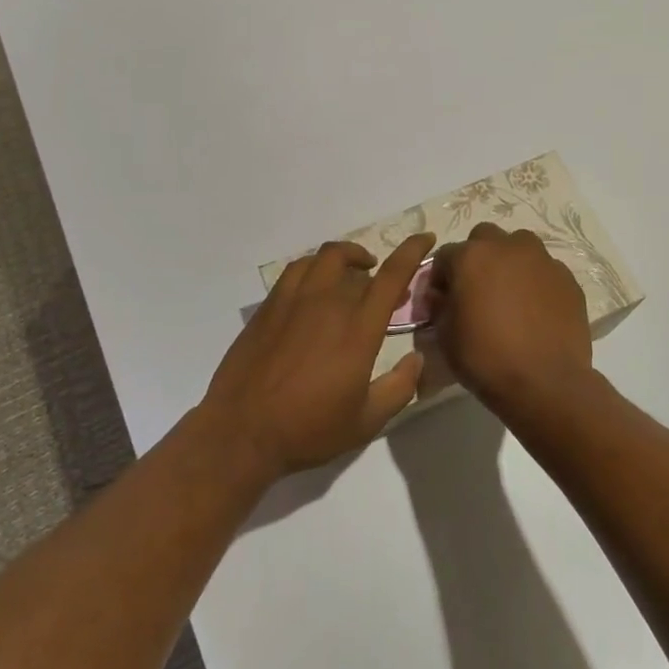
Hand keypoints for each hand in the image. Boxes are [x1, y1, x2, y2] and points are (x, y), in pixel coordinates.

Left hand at [201, 234, 434, 479]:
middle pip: (352, 260)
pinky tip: (313, 288)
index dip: (412, 251)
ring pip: (322, 258)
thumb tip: (417, 359)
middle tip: (378, 280)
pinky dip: (313, 268)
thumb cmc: (309, 429)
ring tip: (348, 275)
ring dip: (342, 258)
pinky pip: (295, 271)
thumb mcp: (366, 421)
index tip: (425, 238)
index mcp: (357, 329)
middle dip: (371, 261)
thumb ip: (399, 388)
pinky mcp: (268, 306)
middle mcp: (327, 303)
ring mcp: (293, 300)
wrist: (243, 430)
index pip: (392, 276)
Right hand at [428, 223, 592, 421]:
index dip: (441, 278)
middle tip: (478, 290)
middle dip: (477, 258)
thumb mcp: (445, 335)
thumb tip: (443, 297)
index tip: (443, 300)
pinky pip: (545, 271)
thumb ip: (440, 306)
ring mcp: (542, 260)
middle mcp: (507, 247)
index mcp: (471, 256)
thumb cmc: (486, 358)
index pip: (445, 256)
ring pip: (520, 247)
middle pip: (484, 238)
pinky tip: (536, 311)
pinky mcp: (568, 279)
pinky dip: (537, 282)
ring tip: (510, 295)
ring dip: (510, 262)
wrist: (545, 383)